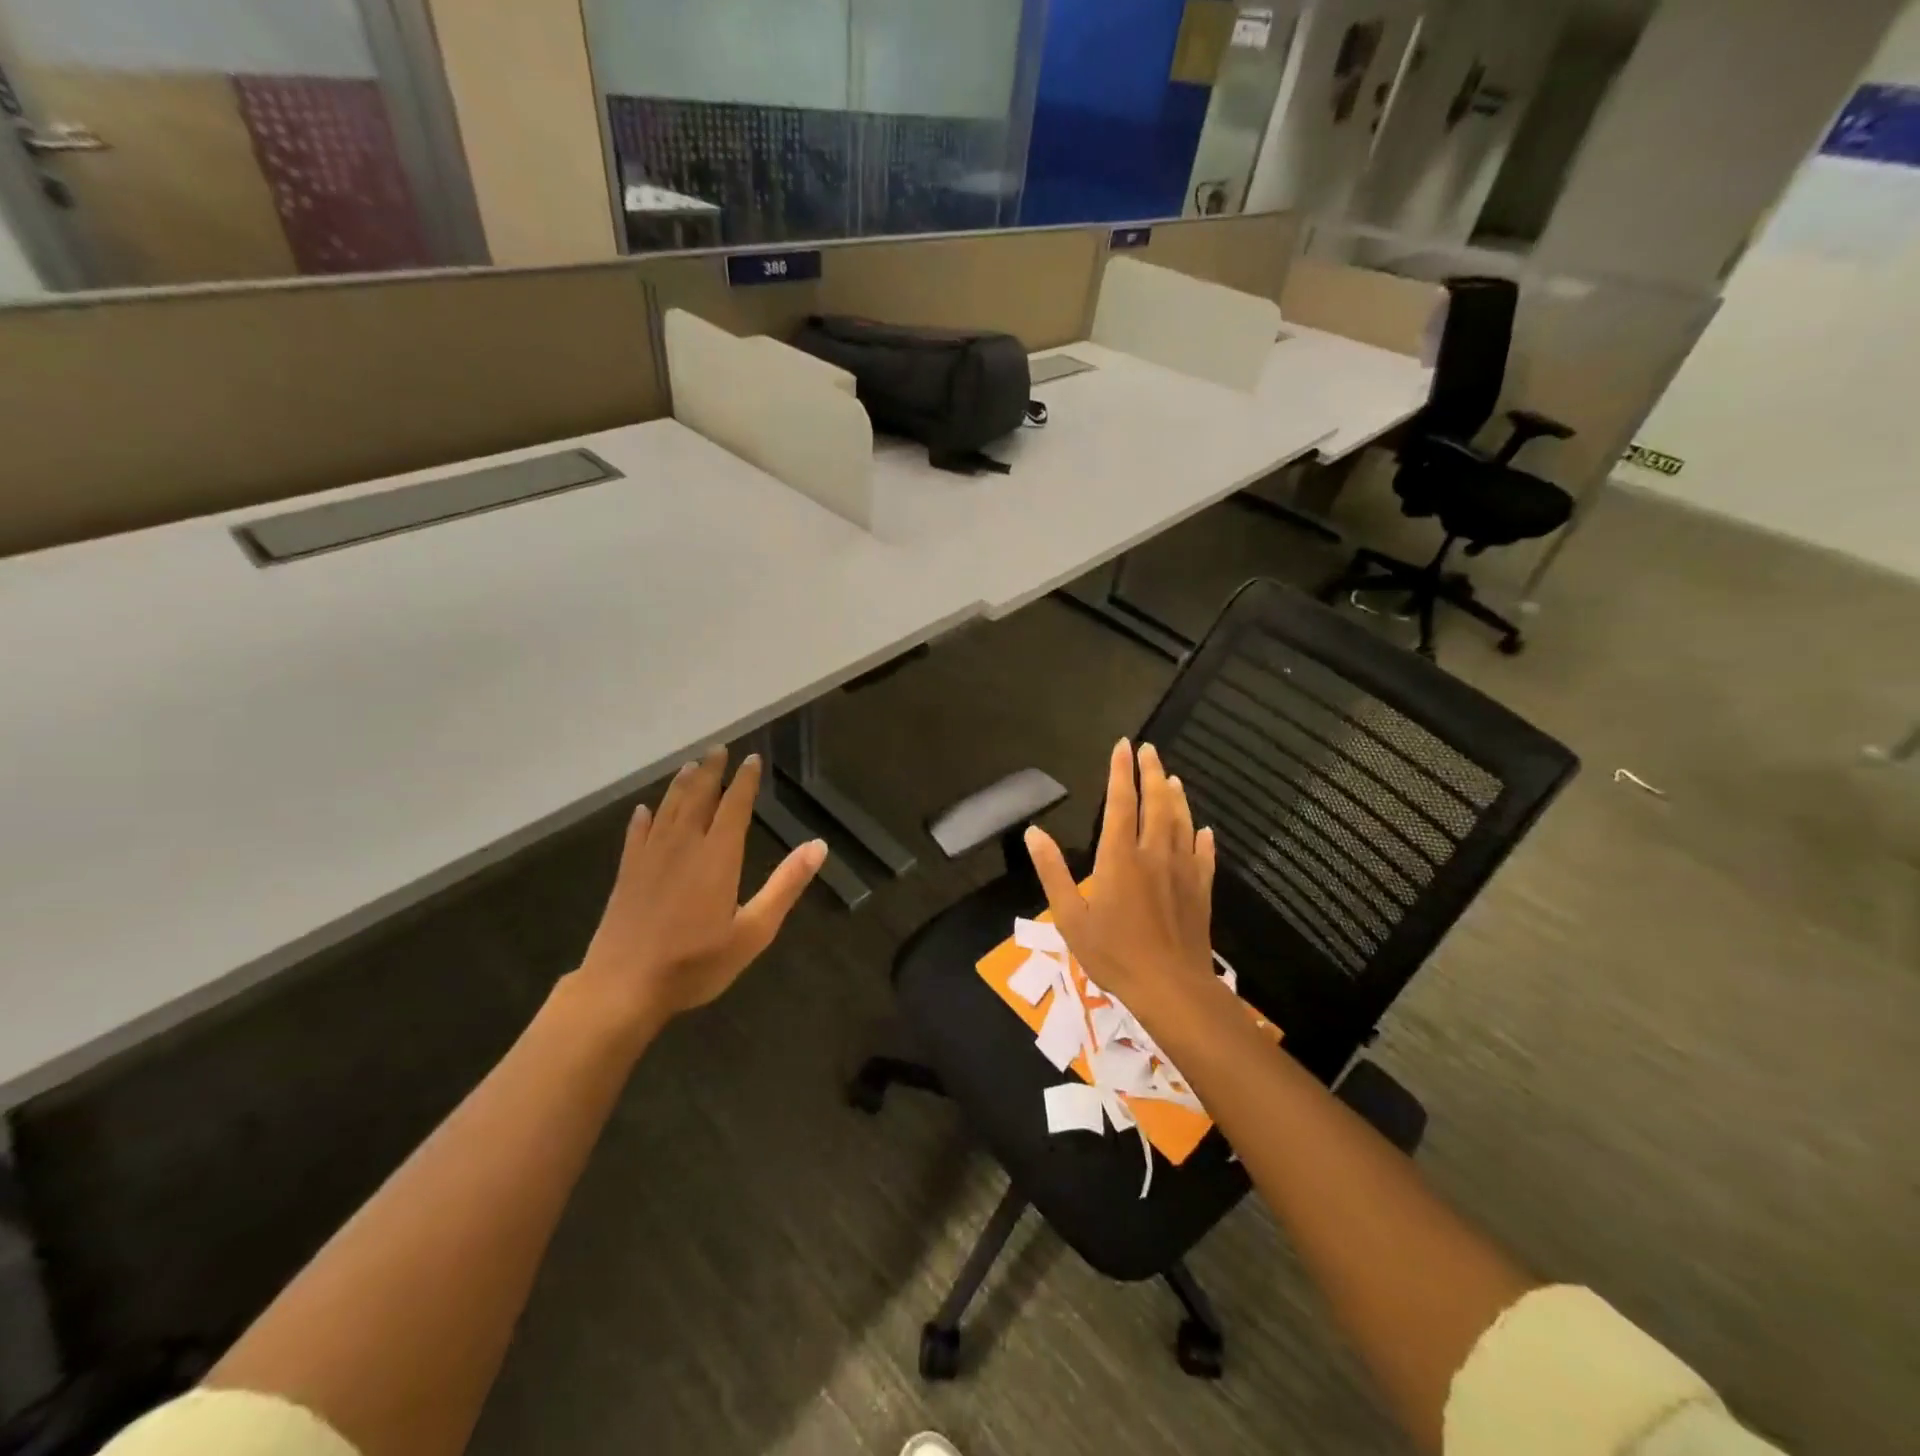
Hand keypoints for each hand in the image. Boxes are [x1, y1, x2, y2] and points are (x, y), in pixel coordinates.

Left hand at [573, 746, 825, 1034]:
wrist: (623, 987)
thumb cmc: (695, 963)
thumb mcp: (754, 931)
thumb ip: (785, 885)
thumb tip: (818, 845)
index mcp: (718, 856)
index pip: (734, 806)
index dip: (744, 781)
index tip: (752, 759)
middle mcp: (683, 846)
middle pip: (698, 797)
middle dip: (711, 772)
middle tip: (718, 749)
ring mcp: (650, 858)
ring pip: (667, 809)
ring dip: (680, 785)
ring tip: (690, 766)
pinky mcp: (626, 874)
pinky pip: (636, 835)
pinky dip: (642, 819)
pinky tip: (643, 810)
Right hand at [1024, 739, 1214, 1010]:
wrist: (1171, 988)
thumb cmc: (1113, 954)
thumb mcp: (1069, 916)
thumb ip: (1052, 871)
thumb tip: (1033, 832)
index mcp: (1119, 857)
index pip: (1120, 802)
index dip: (1121, 772)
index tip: (1123, 746)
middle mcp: (1154, 854)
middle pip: (1156, 803)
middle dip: (1151, 772)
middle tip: (1149, 749)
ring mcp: (1182, 870)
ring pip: (1181, 822)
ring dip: (1176, 797)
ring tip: (1172, 777)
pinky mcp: (1201, 890)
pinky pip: (1203, 854)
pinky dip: (1202, 837)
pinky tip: (1203, 829)